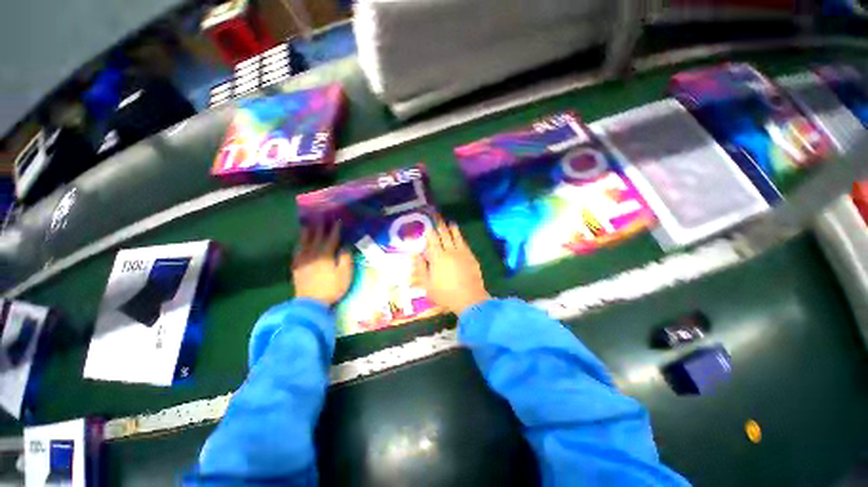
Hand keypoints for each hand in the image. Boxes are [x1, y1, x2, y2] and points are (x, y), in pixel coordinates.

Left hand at [292, 222, 352, 305]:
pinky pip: (297, 251)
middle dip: (320, 226)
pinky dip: (299, 243)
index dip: (335, 229)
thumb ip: (345, 258)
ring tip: (308, 224)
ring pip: (304, 242)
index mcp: (326, 255)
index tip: (338, 220)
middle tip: (321, 216)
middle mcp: (313, 254)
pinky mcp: (296, 266)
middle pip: (317, 237)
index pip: (332, 238)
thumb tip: (345, 246)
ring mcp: (303, 260)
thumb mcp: (344, 274)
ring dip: (307, 232)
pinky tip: (299, 242)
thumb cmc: (331, 288)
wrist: (310, 303)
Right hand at [412, 218, 489, 314]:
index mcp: (437, 257)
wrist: (470, 300)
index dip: (430, 232)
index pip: (432, 241)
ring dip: (452, 229)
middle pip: (444, 236)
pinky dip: (461, 238)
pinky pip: (465, 243)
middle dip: (440, 226)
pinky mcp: (471, 257)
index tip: (428, 225)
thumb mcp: (427, 284)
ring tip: (450, 222)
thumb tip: (415, 253)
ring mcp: (462, 253)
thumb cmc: (445, 294)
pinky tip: (460, 236)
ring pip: (456, 237)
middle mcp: (450, 251)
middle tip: (438, 218)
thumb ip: (420, 268)